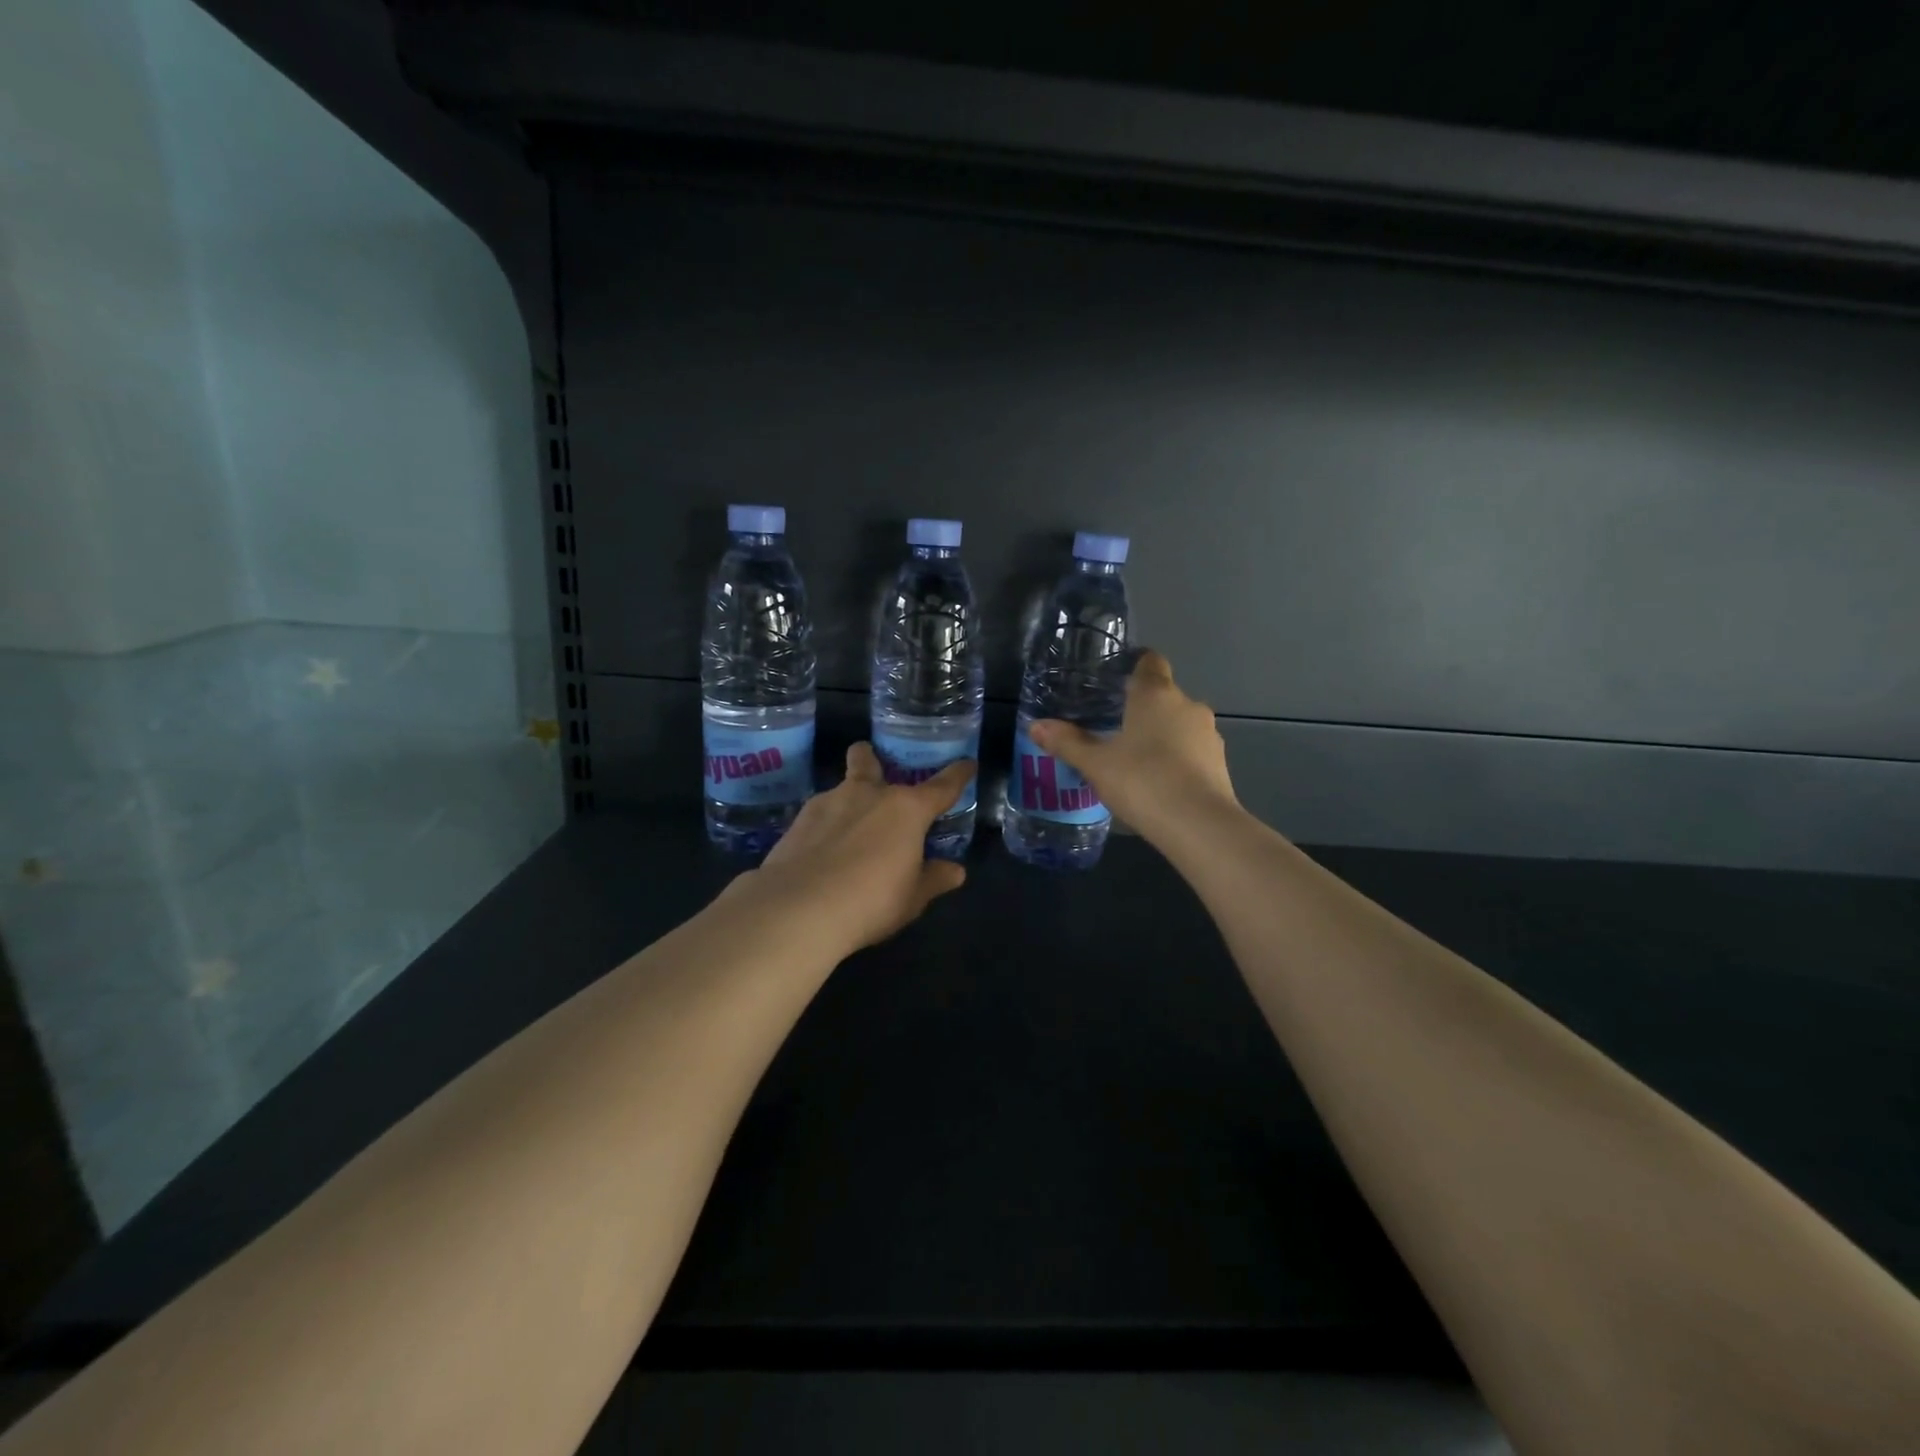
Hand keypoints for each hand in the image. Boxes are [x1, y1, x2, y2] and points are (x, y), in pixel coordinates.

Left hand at [729, 743, 972, 957]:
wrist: (798, 908)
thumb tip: (955, 871)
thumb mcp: (912, 897)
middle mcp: (869, 794)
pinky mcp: (798, 820)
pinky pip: (820, 813)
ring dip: (848, 799)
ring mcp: (829, 802)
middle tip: (876, 773)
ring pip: (841, 785)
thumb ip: (933, 879)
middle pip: (869, 760)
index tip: (967, 764)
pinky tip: (821, 850)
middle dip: (872, 759)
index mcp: (907, 809)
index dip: (958, 774)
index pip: (942, 786)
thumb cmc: (871, 901)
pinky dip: (826, 825)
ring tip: (848, 829)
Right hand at [1029, 650, 1236, 845]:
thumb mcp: (1095, 764)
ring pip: (1179, 724)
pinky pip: (1192, 750)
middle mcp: (1187, 705)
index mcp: (1155, 694)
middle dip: (1141, 708)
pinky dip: (1177, 758)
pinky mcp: (1220, 763)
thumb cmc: (1142, 781)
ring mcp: (1208, 734)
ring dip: (1161, 735)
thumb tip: (1035, 725)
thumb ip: (1067, 742)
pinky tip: (1158, 782)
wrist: (1199, 825)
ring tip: (1134, 760)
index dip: (1134, 666)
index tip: (1115, 682)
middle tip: (1112, 728)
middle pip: (1163, 695)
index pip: (1150, 662)